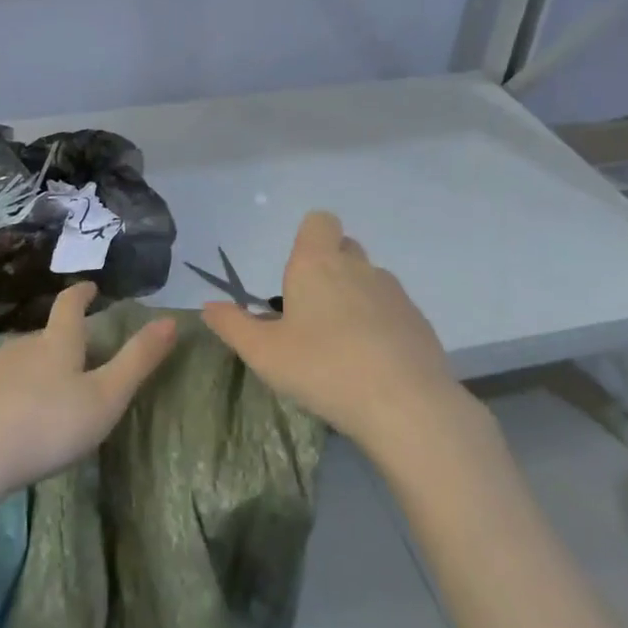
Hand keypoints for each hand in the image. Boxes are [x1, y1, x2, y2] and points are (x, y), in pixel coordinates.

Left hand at [0, 282, 177, 508]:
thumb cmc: (47, 426)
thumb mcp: (105, 398)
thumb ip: (138, 361)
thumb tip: (171, 319)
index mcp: (57, 342)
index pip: (70, 305)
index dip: (82, 294)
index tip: (90, 287)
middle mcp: (22, 345)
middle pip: (46, 335)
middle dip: (63, 340)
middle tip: (80, 356)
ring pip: (22, 360)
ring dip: (38, 367)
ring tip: (50, 391)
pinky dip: (13, 392)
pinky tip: (15, 416)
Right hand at [200, 211, 479, 458]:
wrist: (405, 405)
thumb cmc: (323, 368)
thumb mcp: (264, 353)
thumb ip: (233, 326)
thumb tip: (209, 307)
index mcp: (317, 264)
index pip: (319, 221)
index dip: (309, 238)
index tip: (296, 275)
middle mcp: (357, 267)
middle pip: (344, 247)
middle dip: (329, 268)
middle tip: (311, 312)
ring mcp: (393, 293)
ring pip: (369, 279)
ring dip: (355, 297)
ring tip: (342, 344)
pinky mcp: (419, 321)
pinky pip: (392, 309)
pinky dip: (381, 325)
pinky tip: (373, 364)